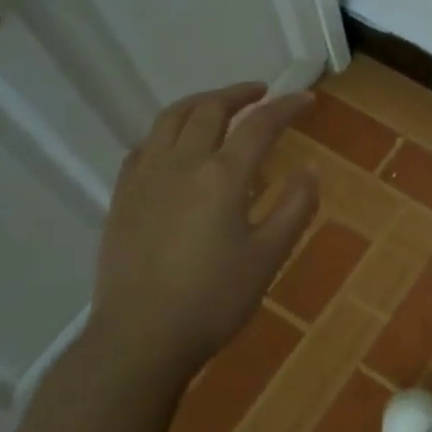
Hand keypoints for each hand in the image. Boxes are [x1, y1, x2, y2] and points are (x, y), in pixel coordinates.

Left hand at [84, 82, 317, 393]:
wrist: (140, 338)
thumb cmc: (214, 300)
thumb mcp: (269, 256)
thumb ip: (294, 207)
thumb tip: (310, 169)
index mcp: (222, 177)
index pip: (259, 125)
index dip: (286, 107)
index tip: (306, 99)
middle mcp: (180, 164)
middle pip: (209, 110)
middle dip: (240, 94)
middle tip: (263, 93)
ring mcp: (145, 177)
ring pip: (170, 119)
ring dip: (201, 103)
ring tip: (220, 106)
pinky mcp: (122, 197)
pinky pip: (145, 145)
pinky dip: (169, 131)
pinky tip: (177, 146)